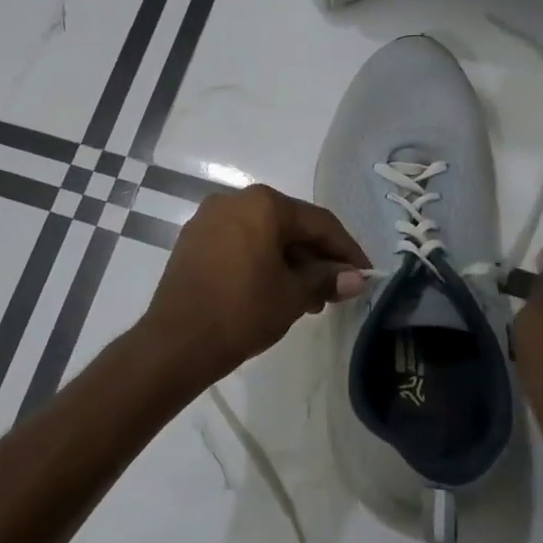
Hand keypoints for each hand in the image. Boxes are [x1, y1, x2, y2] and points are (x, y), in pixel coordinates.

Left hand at [137, 184, 368, 389]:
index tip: (366, 275)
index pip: (318, 222)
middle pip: (289, 226)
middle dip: (316, 258)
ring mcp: (208, 220)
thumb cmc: (242, 311)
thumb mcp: (293, 296)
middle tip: (336, 292)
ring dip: (290, 263)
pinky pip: (239, 245)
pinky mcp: (192, 242)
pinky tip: (274, 291)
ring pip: (263, 236)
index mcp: (262, 204)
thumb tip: (357, 278)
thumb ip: (327, 279)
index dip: (346, 250)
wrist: (176, 342)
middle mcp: (233, 200)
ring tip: (308, 301)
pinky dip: (262, 262)